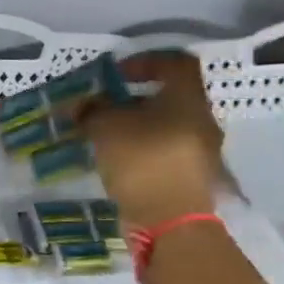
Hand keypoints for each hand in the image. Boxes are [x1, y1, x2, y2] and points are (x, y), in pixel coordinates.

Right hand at [81, 50, 230, 227]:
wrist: (171, 222)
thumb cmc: (142, 160)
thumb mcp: (106, 128)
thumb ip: (92, 110)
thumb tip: (82, 104)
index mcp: (188, 97)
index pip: (174, 63)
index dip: (144, 62)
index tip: (117, 74)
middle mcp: (201, 119)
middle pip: (169, 97)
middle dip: (135, 99)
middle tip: (106, 106)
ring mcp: (201, 151)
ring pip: (166, 126)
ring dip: (138, 126)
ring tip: (107, 136)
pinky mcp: (192, 177)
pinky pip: (165, 151)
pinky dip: (144, 149)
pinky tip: (120, 159)